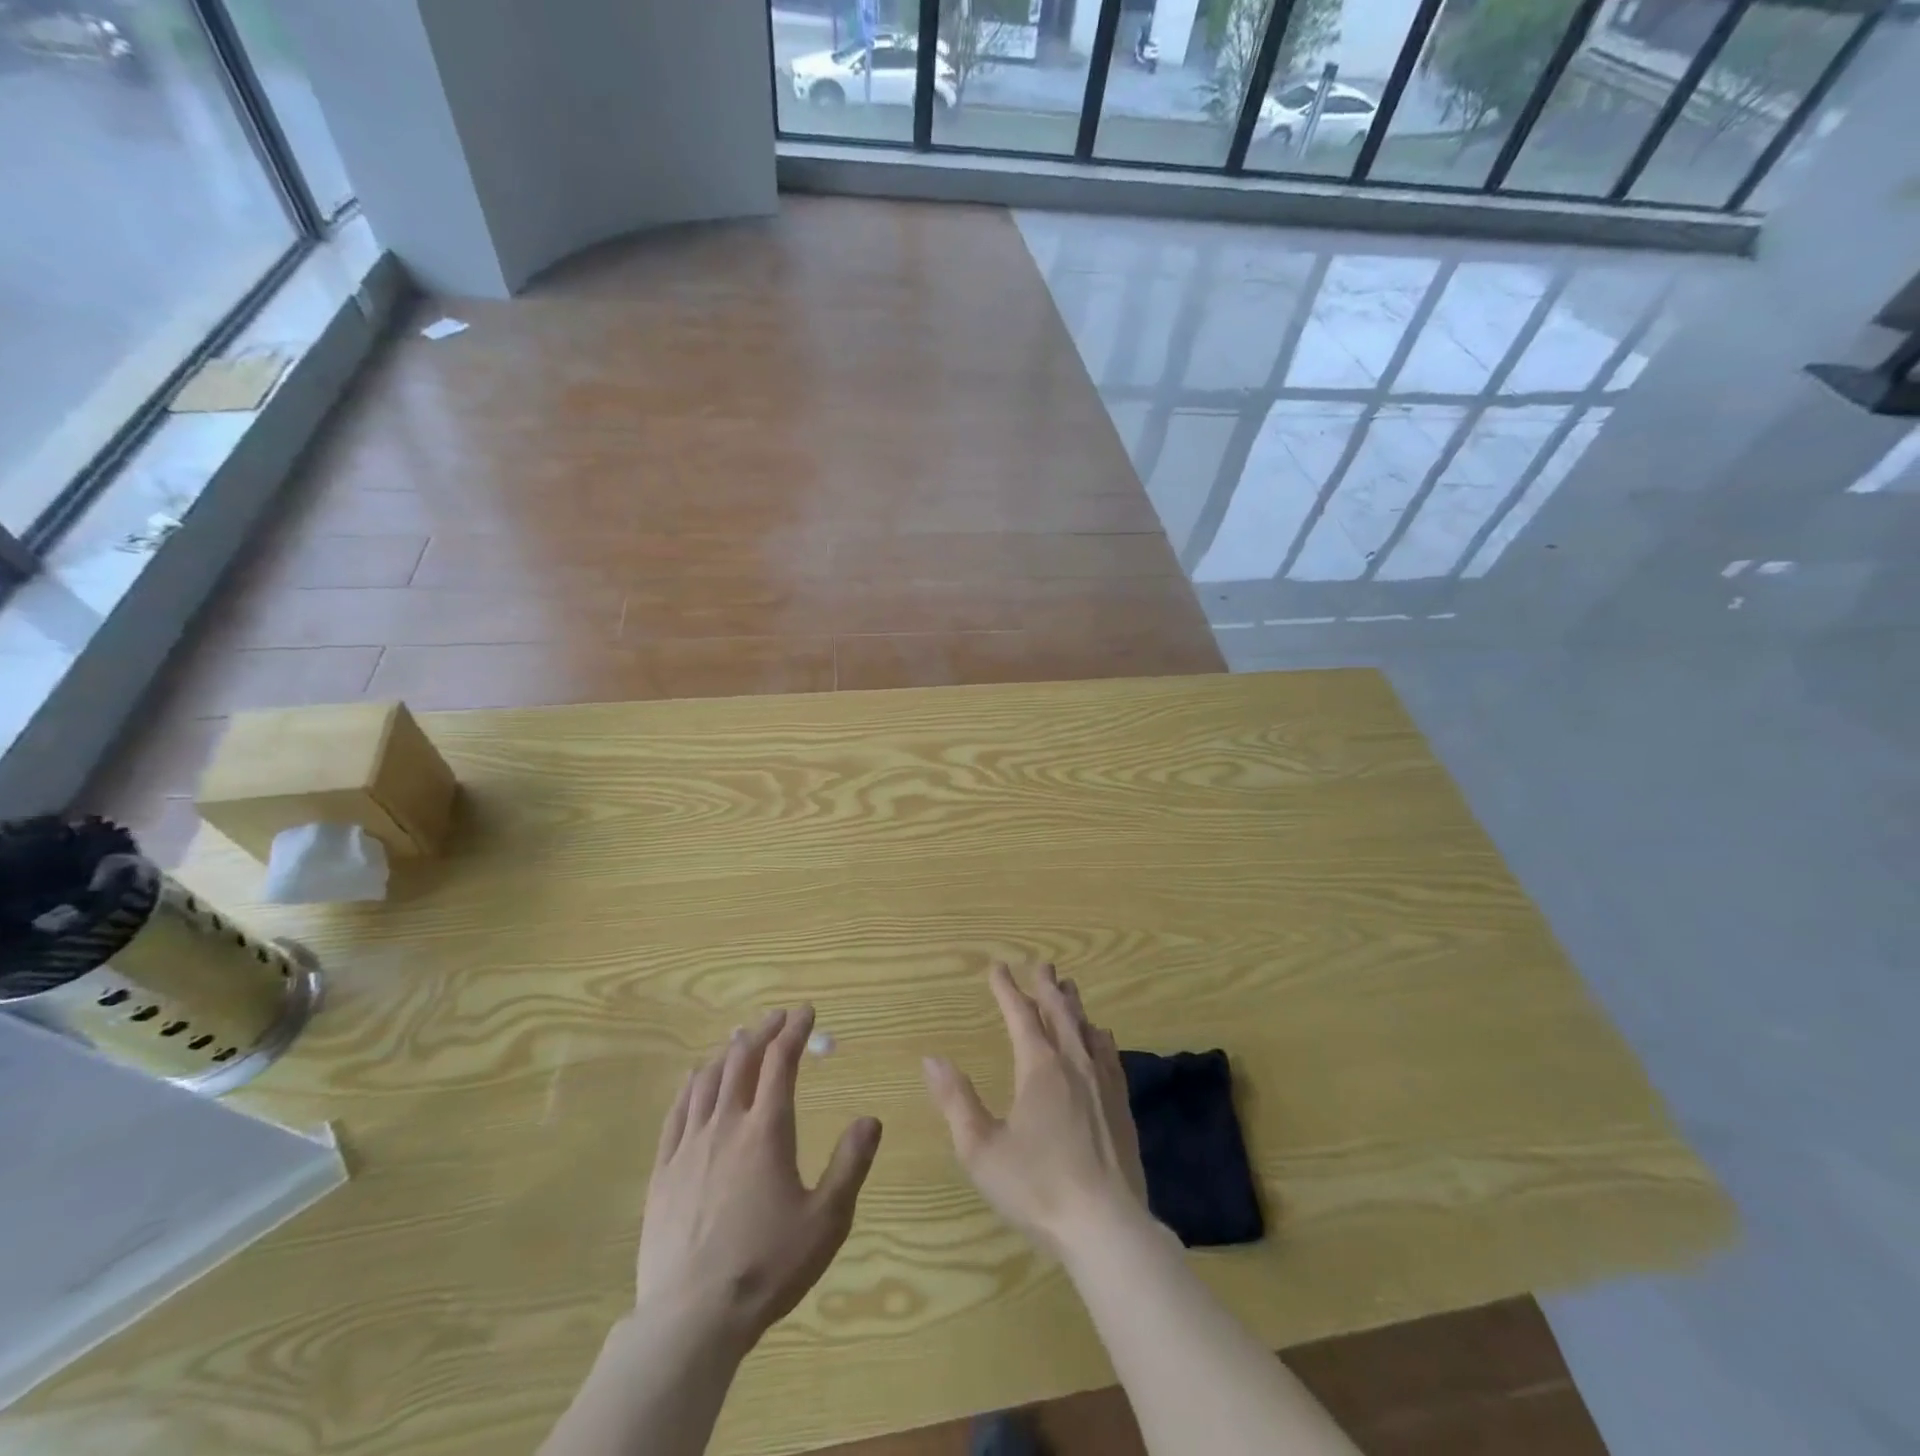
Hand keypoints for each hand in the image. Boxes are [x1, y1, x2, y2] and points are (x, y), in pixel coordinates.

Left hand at [636, 1006, 881, 1353]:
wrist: (691, 1318)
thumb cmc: (766, 1266)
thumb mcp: (826, 1220)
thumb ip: (850, 1164)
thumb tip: (870, 1119)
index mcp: (766, 1131)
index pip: (781, 1062)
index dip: (795, 1031)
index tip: (806, 1011)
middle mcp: (726, 1125)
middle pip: (741, 1060)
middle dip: (762, 1032)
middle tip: (777, 1017)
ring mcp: (689, 1146)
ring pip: (707, 1080)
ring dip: (727, 1052)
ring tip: (739, 1038)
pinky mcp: (663, 1171)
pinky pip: (676, 1112)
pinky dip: (690, 1084)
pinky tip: (694, 1077)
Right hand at [923, 963, 1147, 1258]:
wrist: (1106, 1226)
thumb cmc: (1037, 1187)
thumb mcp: (981, 1150)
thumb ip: (956, 1101)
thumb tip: (932, 1059)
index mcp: (1039, 1068)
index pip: (1021, 1015)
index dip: (1007, 989)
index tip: (997, 967)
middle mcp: (1073, 1063)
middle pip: (1060, 1012)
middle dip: (1047, 986)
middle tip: (1042, 964)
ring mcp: (1102, 1083)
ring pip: (1086, 1028)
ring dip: (1074, 1005)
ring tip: (1068, 988)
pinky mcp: (1121, 1105)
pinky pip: (1108, 1054)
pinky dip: (1099, 1036)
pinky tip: (1100, 1036)